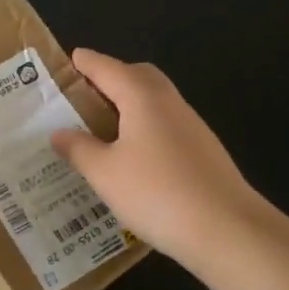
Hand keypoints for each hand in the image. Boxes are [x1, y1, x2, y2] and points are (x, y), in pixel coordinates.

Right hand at [50, 49, 277, 279]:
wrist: (230, 231)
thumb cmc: (157, 193)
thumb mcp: (104, 173)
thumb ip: (78, 149)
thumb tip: (59, 133)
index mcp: (142, 97)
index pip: (108, 69)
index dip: (87, 63)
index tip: (71, 57)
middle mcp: (170, 103)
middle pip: (139, 76)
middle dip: (113, 77)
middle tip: (86, 93)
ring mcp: (192, 128)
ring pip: (156, 101)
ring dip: (130, 104)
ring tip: (103, 126)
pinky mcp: (204, 152)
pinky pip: (167, 125)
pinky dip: (145, 127)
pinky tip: (133, 156)